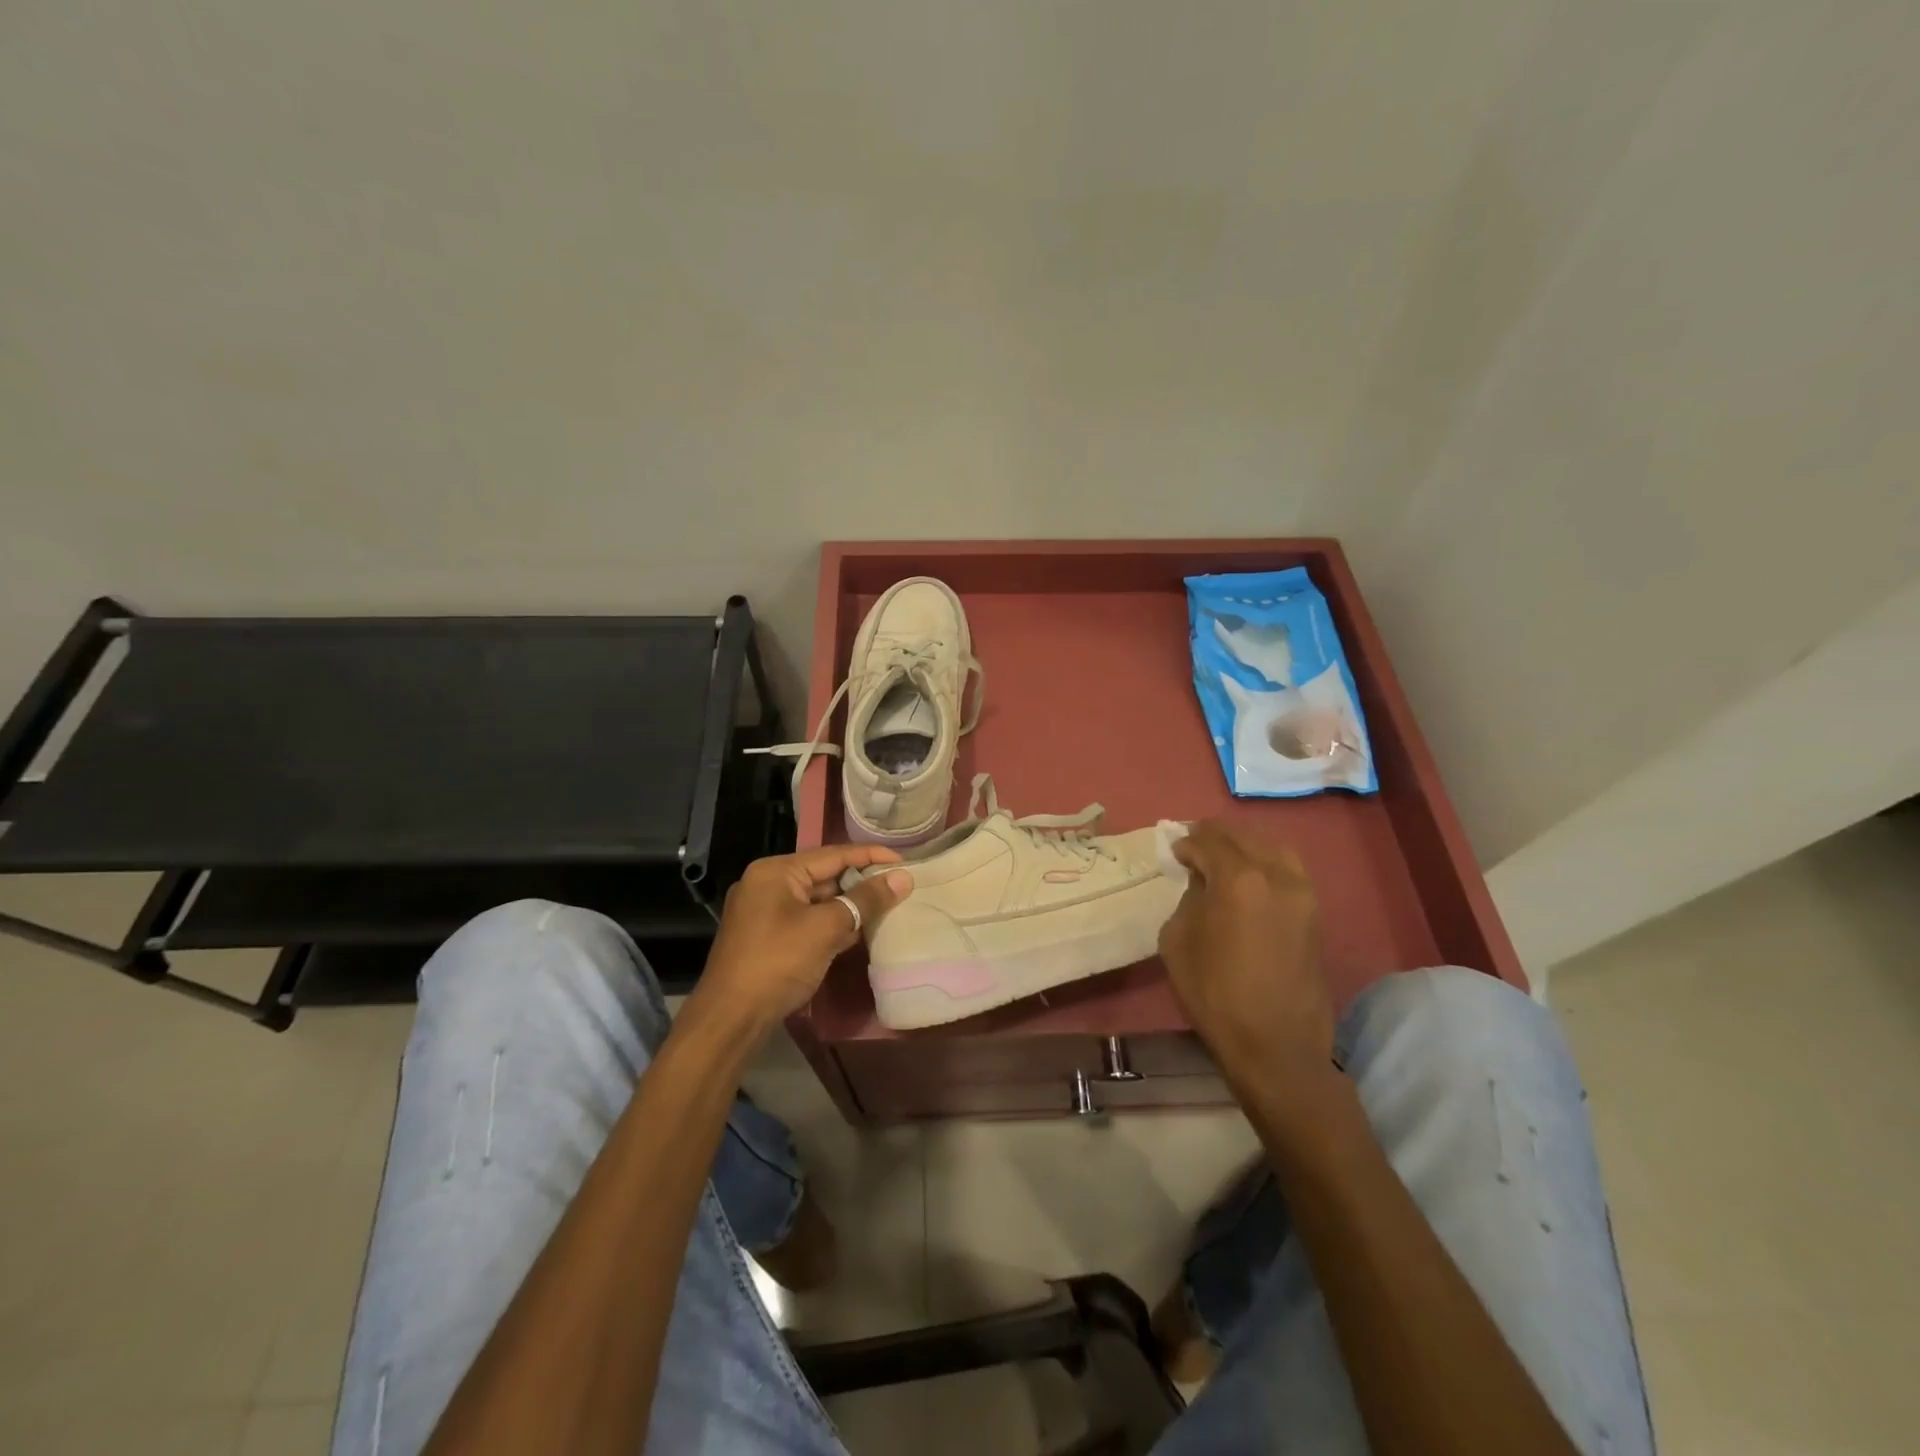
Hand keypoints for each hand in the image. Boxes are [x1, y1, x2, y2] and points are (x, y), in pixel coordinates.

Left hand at [693, 845, 913, 1032]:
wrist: (731, 1019)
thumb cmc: (778, 963)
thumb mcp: (826, 928)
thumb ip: (865, 900)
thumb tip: (903, 878)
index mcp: (776, 871)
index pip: (833, 854)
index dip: (871, 856)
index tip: (906, 862)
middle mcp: (767, 884)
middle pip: (825, 875)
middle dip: (862, 882)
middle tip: (901, 887)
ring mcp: (765, 911)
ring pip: (818, 900)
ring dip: (850, 905)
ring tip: (889, 906)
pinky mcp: (768, 937)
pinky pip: (808, 920)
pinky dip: (833, 923)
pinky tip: (860, 931)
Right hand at [1159, 821, 1333, 1102]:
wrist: (1275, 1044)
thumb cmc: (1215, 992)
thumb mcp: (1178, 940)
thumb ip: (1189, 898)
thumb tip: (1203, 882)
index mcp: (1239, 879)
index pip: (1209, 842)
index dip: (1187, 843)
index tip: (1175, 850)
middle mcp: (1277, 876)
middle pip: (1244, 838)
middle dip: (1216, 836)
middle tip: (1195, 841)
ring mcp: (1303, 894)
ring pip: (1273, 849)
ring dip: (1246, 845)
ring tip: (1224, 855)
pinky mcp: (1315, 914)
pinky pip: (1289, 870)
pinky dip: (1266, 862)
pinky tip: (1250, 876)